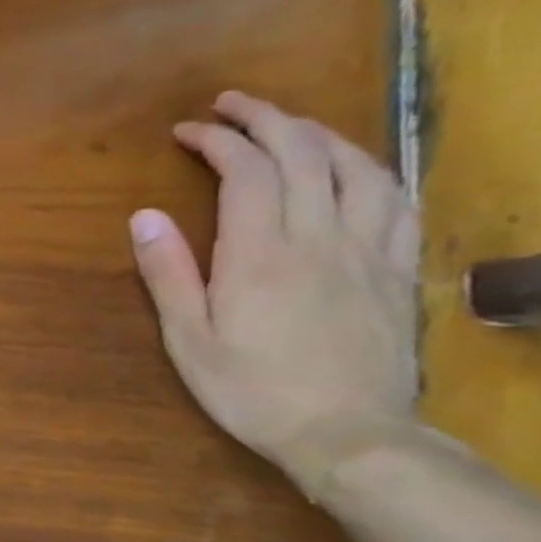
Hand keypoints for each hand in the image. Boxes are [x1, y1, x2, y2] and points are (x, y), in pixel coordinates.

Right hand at [129, 91, 419, 488]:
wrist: (347, 436)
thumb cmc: (251, 389)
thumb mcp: (188, 338)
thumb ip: (167, 272)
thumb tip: (143, 215)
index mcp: (260, 253)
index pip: (245, 171)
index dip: (216, 140)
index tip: (187, 131)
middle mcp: (318, 237)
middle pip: (302, 154)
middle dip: (265, 118)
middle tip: (232, 105)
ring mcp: (367, 251)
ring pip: (357, 168)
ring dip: (320, 134)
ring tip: (290, 126)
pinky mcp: (397, 271)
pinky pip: (397, 202)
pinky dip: (371, 170)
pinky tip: (354, 169)